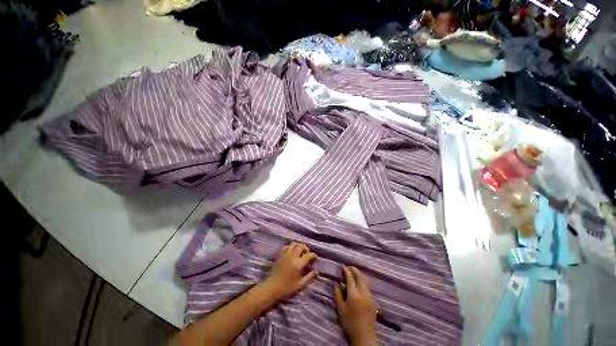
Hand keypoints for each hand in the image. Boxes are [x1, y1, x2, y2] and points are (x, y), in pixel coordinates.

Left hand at [261, 242, 317, 300]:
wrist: (273, 287)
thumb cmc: (287, 287)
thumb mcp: (300, 284)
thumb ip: (309, 277)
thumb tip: (316, 271)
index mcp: (298, 264)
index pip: (308, 255)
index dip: (313, 255)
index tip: (315, 259)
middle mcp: (292, 256)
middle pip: (301, 246)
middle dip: (306, 249)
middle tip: (307, 255)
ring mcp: (286, 254)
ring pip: (294, 244)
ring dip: (299, 246)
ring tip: (300, 252)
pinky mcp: (280, 255)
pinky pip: (286, 246)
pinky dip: (290, 247)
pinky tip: (291, 252)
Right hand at [334, 266, 377, 345]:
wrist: (364, 335)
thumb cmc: (349, 322)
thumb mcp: (340, 308)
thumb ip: (337, 294)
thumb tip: (336, 283)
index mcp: (354, 294)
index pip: (350, 277)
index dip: (346, 270)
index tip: (342, 266)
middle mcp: (363, 292)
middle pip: (359, 276)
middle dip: (353, 269)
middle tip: (348, 267)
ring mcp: (369, 296)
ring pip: (365, 280)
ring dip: (358, 274)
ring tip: (352, 273)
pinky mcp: (373, 300)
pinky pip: (367, 286)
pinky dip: (362, 281)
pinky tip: (358, 284)